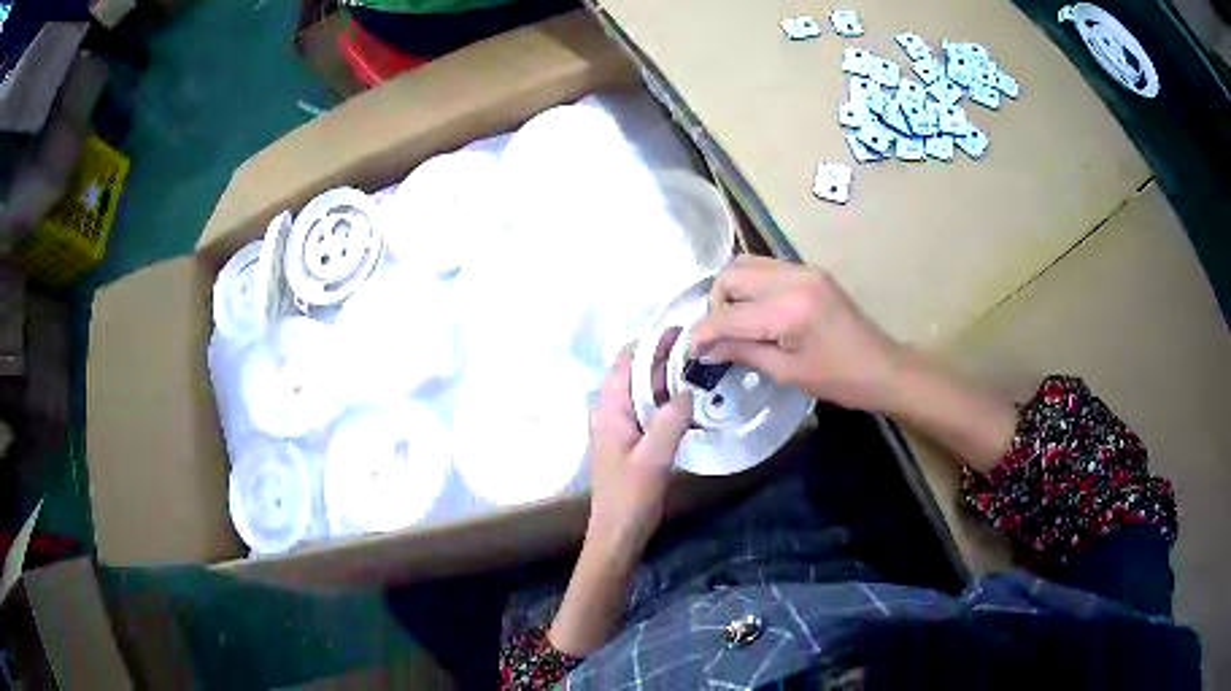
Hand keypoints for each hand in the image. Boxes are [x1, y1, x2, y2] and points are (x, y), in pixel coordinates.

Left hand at [586, 348, 692, 558]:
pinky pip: (654, 412)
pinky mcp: (636, 442)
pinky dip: (671, 401)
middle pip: (638, 374)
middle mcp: (614, 412)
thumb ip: (670, 421)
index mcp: (609, 410)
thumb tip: (688, 390)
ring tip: (702, 366)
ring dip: (670, 379)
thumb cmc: (629, 497)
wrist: (619, 532)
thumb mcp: (652, 458)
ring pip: (648, 393)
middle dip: (664, 357)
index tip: (681, 331)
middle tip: (701, 346)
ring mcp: (625, 428)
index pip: (626, 362)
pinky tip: (694, 400)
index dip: (650, 343)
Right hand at [690, 256, 904, 412]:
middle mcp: (794, 278)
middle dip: (715, 304)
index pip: (729, 314)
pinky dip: (751, 286)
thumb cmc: (840, 380)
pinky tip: (756, 312)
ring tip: (735, 322)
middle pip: (731, 275)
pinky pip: (766, 268)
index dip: (704, 332)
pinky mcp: (810, 271)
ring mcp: (804, 270)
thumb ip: (744, 353)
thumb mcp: (788, 374)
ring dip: (731, 291)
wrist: (884, 367)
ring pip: (745, 264)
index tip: (691, 350)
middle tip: (719, 335)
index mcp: (789, 310)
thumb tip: (705, 349)